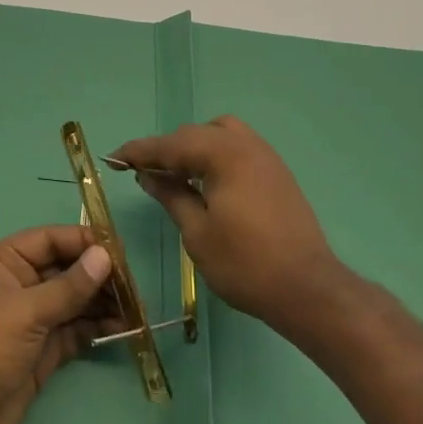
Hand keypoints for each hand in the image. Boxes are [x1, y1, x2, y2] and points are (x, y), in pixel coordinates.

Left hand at [0, 224, 116, 423]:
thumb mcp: (25, 311)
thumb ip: (68, 287)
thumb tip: (104, 257)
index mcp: (2, 263)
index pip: (48, 240)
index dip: (82, 241)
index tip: (118, 248)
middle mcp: (17, 287)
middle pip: (63, 270)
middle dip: (97, 274)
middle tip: (134, 282)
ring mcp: (29, 322)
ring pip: (72, 303)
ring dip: (102, 303)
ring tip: (136, 306)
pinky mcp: (40, 355)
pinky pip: (73, 332)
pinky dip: (96, 329)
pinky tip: (122, 327)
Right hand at [110, 115, 343, 331]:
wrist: (309, 289)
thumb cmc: (246, 264)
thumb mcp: (198, 233)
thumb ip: (172, 195)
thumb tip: (149, 175)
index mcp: (223, 153)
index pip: (170, 145)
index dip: (139, 152)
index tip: (113, 159)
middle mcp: (245, 144)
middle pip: (194, 134)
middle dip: (166, 150)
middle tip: (142, 172)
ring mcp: (265, 156)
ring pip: (219, 134)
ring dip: (193, 148)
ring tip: (177, 175)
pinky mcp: (277, 172)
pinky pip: (237, 148)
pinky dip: (215, 155)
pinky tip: (207, 182)